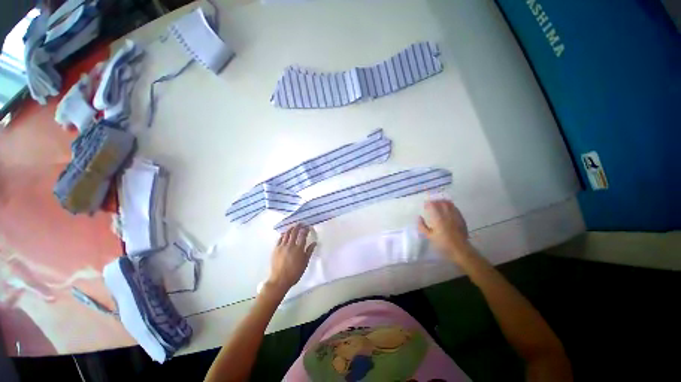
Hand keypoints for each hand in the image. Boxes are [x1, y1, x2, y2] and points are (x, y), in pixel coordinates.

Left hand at [266, 224, 316, 292]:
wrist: (280, 280)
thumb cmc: (295, 273)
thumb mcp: (305, 263)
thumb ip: (309, 251)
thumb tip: (314, 243)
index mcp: (299, 249)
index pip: (303, 235)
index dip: (306, 229)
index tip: (308, 227)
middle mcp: (290, 245)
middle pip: (294, 232)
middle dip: (298, 226)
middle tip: (301, 223)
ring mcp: (282, 246)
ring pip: (286, 233)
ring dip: (291, 228)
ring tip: (293, 226)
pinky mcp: (276, 249)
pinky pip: (280, 238)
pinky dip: (283, 234)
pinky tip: (285, 234)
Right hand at [418, 200, 470, 261]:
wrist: (459, 248)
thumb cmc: (442, 243)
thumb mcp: (429, 236)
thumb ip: (422, 226)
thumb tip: (419, 217)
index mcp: (438, 218)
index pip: (432, 205)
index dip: (428, 203)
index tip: (425, 204)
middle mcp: (447, 214)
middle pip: (441, 202)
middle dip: (435, 200)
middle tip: (431, 202)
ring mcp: (455, 215)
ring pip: (449, 204)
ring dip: (443, 201)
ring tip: (439, 202)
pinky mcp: (461, 218)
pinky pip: (455, 208)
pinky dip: (450, 205)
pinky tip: (448, 207)